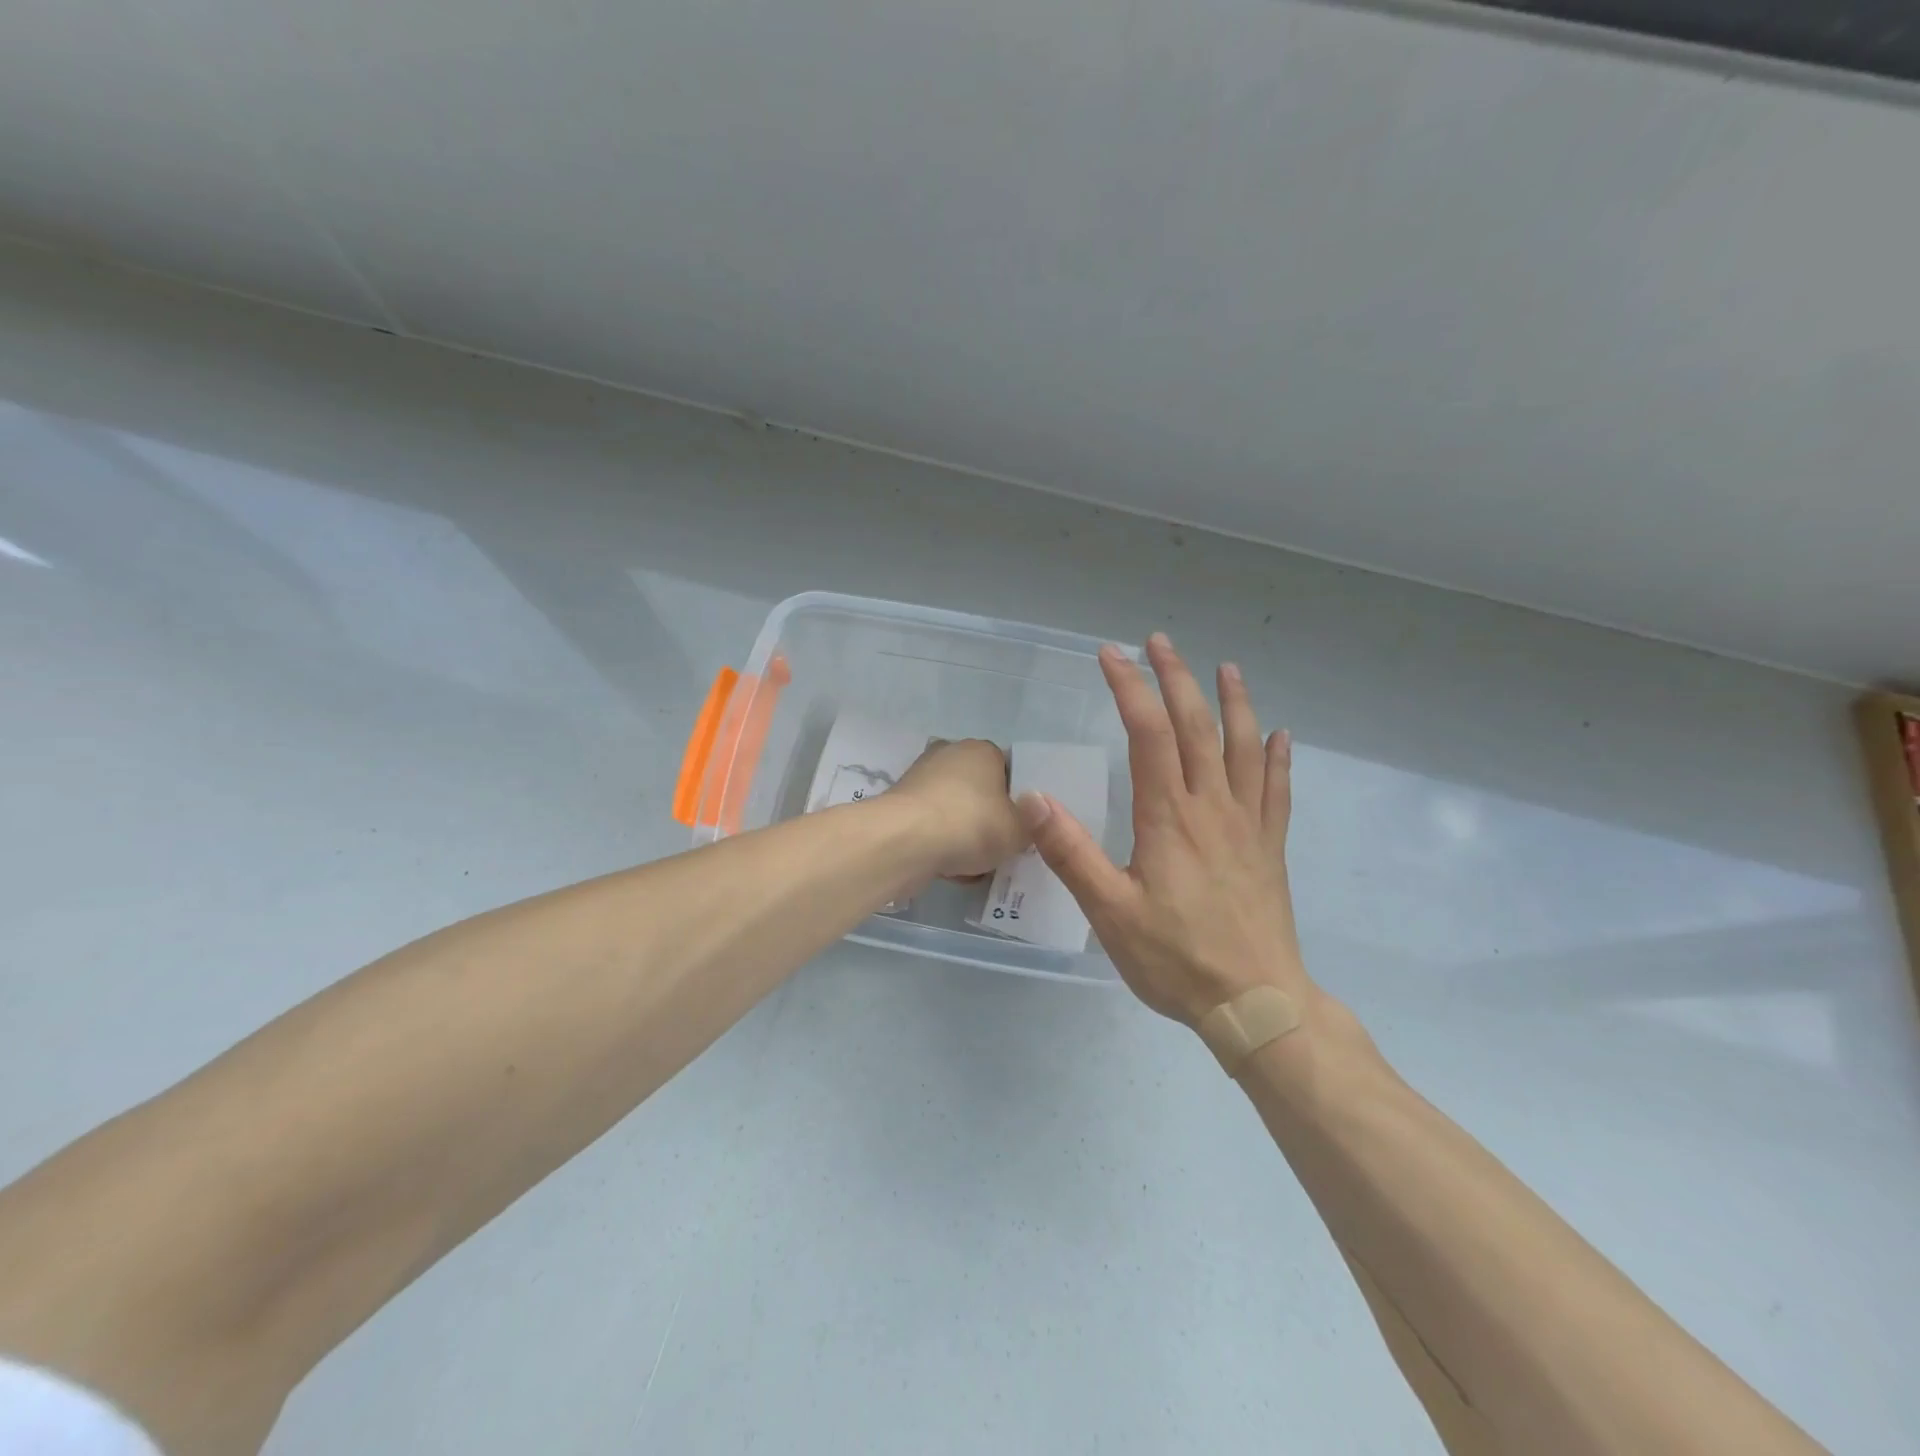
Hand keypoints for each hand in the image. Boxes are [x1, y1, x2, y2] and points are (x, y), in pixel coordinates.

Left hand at [892, 738, 1029, 880]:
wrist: (905, 842)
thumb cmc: (971, 825)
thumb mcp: (1019, 831)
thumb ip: (1030, 824)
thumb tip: (1028, 817)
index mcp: (982, 750)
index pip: (1008, 771)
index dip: (1016, 802)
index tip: (1018, 828)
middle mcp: (949, 754)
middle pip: (978, 792)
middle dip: (986, 820)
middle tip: (997, 849)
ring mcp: (919, 778)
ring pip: (953, 811)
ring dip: (962, 836)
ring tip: (972, 868)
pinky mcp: (899, 805)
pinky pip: (930, 826)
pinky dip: (938, 844)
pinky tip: (947, 870)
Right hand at [1018, 633, 1313, 1025]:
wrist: (1257, 1004)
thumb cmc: (1176, 959)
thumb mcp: (1109, 912)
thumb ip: (1071, 852)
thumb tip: (1033, 798)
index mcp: (1169, 817)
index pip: (1148, 733)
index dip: (1129, 688)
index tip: (1109, 655)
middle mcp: (1212, 807)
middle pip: (1196, 727)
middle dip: (1175, 678)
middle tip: (1158, 641)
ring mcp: (1248, 825)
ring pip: (1243, 748)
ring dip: (1233, 702)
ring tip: (1226, 667)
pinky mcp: (1270, 847)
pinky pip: (1277, 791)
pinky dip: (1277, 757)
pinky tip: (1279, 735)